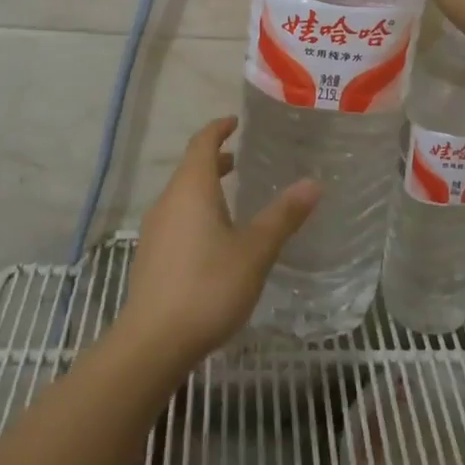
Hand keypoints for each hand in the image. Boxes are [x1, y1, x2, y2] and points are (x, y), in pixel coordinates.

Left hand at [118, 118, 319, 368]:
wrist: (153, 342)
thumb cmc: (208, 286)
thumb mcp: (255, 251)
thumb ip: (283, 216)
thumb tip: (313, 183)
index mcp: (191, 189)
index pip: (202, 143)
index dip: (218, 129)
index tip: (235, 122)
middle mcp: (168, 201)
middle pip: (190, 169)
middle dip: (214, 160)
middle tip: (239, 159)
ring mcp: (155, 230)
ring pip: (182, 196)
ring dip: (205, 189)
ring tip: (231, 199)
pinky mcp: (151, 257)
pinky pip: (176, 219)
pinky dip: (196, 213)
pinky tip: (213, 240)